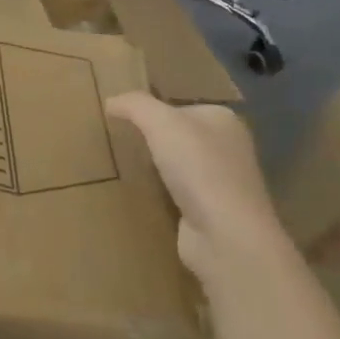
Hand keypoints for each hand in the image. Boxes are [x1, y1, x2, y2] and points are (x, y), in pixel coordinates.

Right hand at [105, 91, 289, 281]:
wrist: (226, 236)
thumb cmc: (198, 168)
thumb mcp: (160, 122)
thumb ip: (134, 104)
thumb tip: (111, 101)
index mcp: (223, 120)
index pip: (179, 106)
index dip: (151, 109)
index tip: (121, 117)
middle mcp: (227, 148)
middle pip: (178, 136)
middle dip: (151, 138)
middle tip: (115, 139)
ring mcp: (221, 183)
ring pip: (177, 165)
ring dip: (154, 166)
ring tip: (120, 164)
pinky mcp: (210, 212)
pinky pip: (176, 193)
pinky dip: (158, 192)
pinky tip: (137, 192)